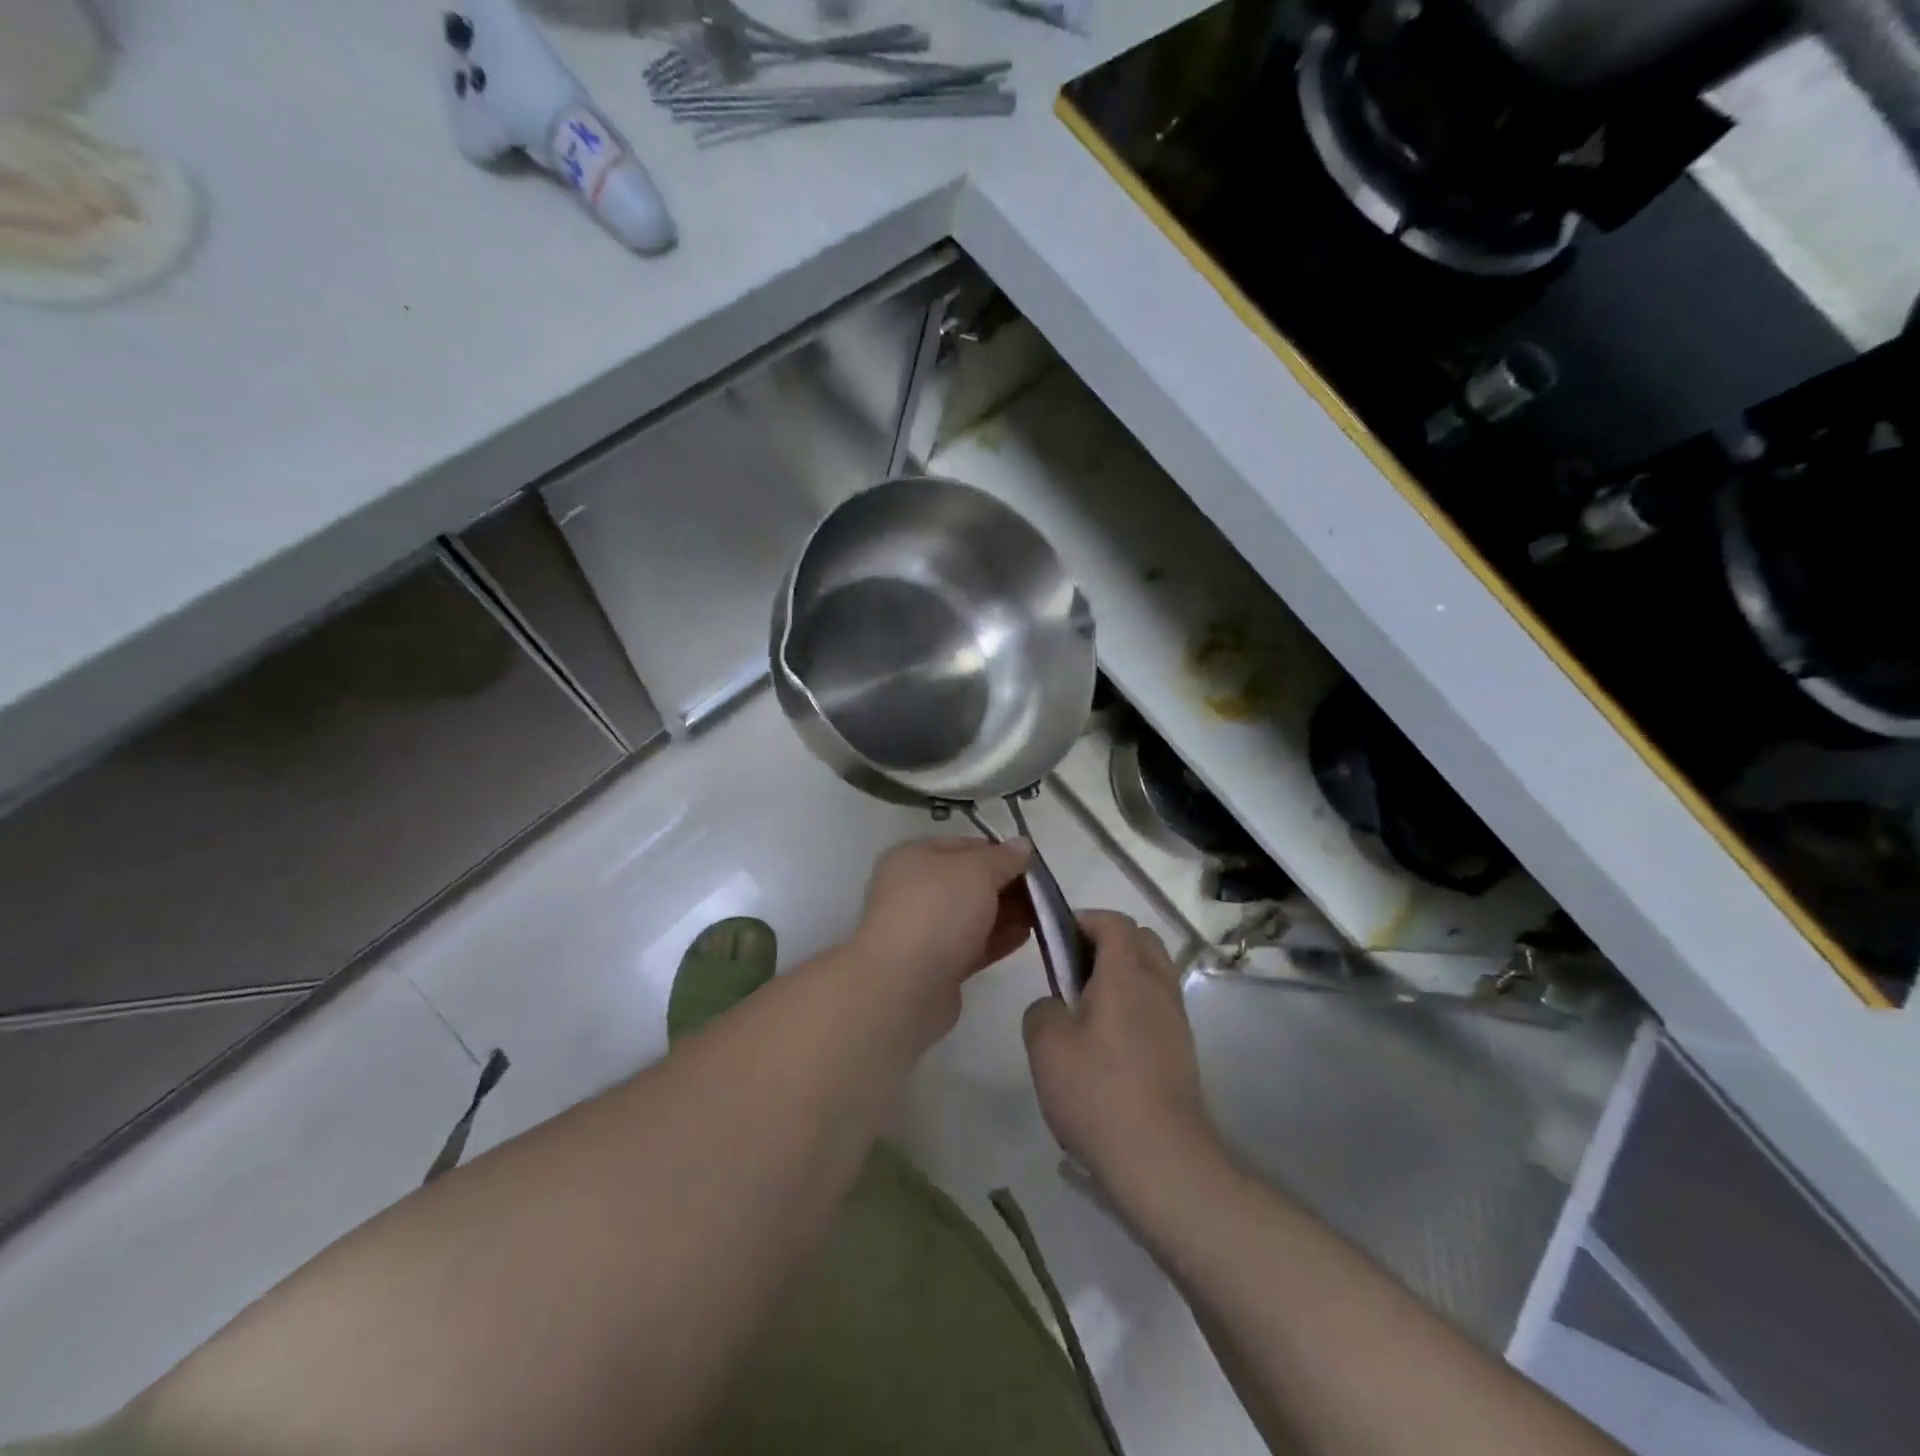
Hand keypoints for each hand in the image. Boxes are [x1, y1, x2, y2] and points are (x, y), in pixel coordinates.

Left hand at [850, 837, 1034, 1033]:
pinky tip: (1027, 936)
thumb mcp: (977, 870)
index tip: (1031, 864)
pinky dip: (998, 939)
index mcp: (913, 857)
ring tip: (1043, 915)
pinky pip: (973, 945)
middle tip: (1043, 892)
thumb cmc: (938, 910)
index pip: (963, 846)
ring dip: (1006, 913)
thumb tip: (1022, 845)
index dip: (999, 851)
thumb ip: (1003, 858)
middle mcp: (914, 889)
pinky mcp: (936, 965)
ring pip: (973, 915)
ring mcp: (924, 929)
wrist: (904, 984)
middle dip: (1006, 885)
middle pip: (969, 882)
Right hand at [1023, 912, 1220, 1195]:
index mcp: (1126, 973)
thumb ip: (1042, 1009)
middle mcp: (1158, 986)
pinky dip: (1134, 1006)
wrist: (1162, 1162)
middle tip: (1071, 970)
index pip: (1114, 921)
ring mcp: (1176, 1020)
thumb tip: (1054, 1006)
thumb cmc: (1099, 1093)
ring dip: (1122, 975)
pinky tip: (1107, 1045)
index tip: (1056, 939)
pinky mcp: (1182, 1051)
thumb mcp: (1046, 1046)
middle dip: (1106, 943)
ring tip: (1086, 1009)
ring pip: (1152, 973)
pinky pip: (1157, 1006)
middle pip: (1140, 940)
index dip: (1083, 920)